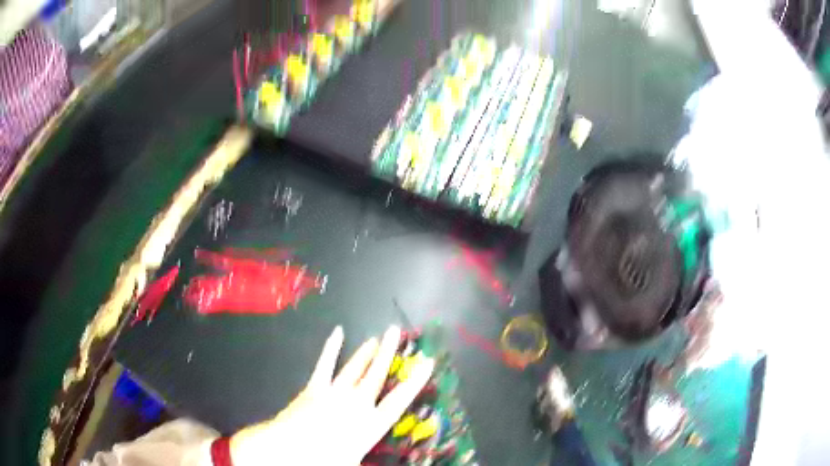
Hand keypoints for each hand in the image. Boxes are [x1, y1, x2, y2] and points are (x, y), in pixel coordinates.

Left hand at [229, 326, 434, 464]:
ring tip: (376, 338)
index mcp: (370, 424)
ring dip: (366, 352)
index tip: (426, 363)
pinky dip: (331, 348)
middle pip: (376, 375)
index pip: (399, 400)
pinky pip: (325, 365)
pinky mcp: (315, 387)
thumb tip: (383, 461)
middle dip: (388, 353)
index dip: (414, 381)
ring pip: (354, 368)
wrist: (288, 448)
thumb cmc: (324, 459)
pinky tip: (337, 332)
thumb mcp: (353, 462)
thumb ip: (367, 457)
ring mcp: (334, 392)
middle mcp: (356, 404)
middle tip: (396, 331)